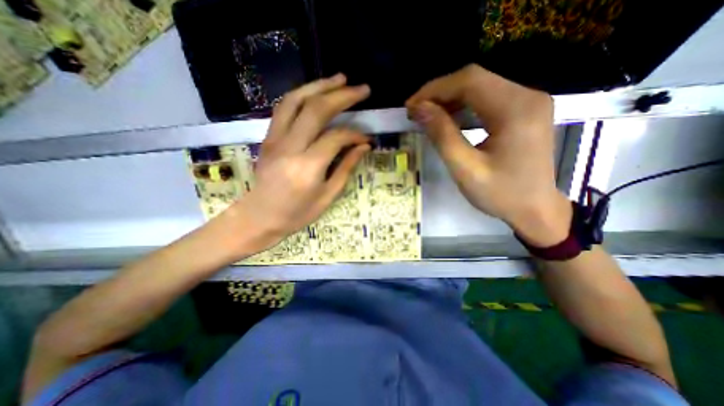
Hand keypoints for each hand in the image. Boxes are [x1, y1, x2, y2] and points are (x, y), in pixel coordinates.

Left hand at [232, 75, 370, 248]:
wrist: (260, 216)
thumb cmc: (297, 213)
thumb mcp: (328, 196)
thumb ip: (346, 168)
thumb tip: (363, 146)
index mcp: (308, 167)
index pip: (337, 138)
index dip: (355, 134)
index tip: (366, 138)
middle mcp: (290, 146)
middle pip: (317, 109)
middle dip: (343, 95)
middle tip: (362, 89)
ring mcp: (275, 138)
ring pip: (296, 100)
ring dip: (320, 85)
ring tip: (340, 79)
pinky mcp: (268, 137)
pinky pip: (284, 108)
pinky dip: (301, 94)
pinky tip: (315, 92)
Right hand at [407, 65, 571, 244]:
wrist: (535, 209)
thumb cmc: (500, 194)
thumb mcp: (465, 169)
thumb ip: (442, 136)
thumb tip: (420, 109)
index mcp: (516, 110)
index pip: (469, 81)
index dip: (434, 90)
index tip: (411, 107)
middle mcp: (527, 96)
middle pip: (475, 79)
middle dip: (440, 93)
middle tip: (416, 111)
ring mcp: (528, 101)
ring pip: (480, 86)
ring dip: (449, 98)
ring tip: (427, 115)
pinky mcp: (524, 110)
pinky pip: (488, 98)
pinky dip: (463, 105)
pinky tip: (449, 118)